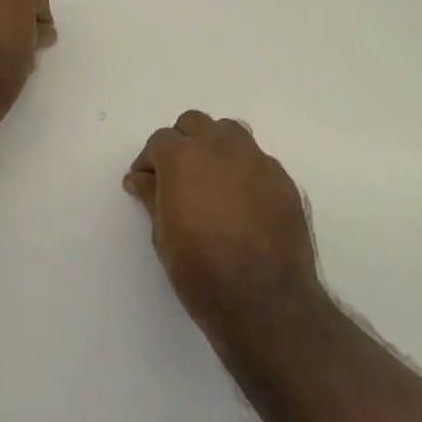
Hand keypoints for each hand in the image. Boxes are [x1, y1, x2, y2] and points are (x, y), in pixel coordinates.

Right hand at [124, 111, 321, 333]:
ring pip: (230, 133)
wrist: (264, 298)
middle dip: (181, 143)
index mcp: (183, 157)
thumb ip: (151, 196)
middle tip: (176, 176)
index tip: (146, 182)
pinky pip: (257, 161)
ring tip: (210, 180)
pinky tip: (241, 201)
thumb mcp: (163, 235)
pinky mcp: (282, 179)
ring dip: (214, 147)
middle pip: (195, 124)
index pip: (160, 140)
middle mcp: (220, 147)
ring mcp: (256, 160)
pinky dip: (242, 170)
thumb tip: (140, 178)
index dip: (149, 160)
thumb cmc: (200, 269)